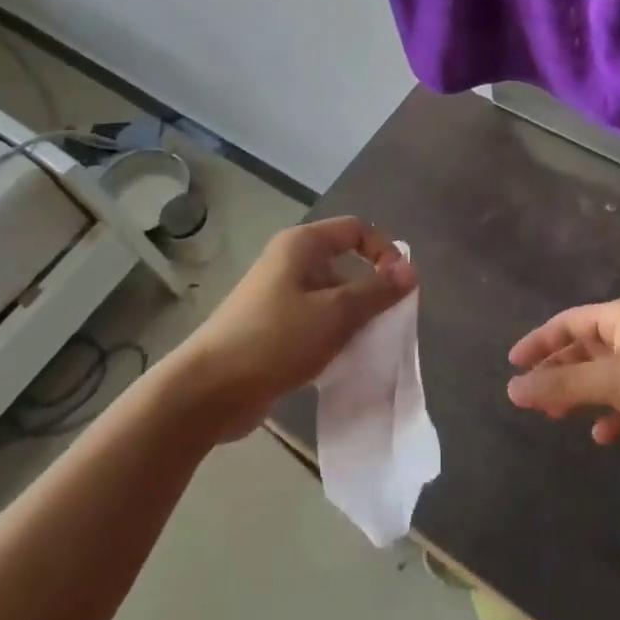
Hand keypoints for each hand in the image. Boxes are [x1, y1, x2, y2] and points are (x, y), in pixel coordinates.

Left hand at [166, 217, 415, 439]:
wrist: (209, 390)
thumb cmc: (276, 339)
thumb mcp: (336, 313)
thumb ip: (377, 291)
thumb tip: (411, 269)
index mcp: (302, 245)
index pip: (356, 229)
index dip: (384, 250)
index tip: (399, 286)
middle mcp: (289, 263)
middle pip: (345, 264)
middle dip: (371, 291)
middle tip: (387, 322)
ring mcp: (278, 296)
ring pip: (331, 298)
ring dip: (353, 319)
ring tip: (366, 347)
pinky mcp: (272, 329)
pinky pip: (314, 323)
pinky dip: (332, 337)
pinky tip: (341, 363)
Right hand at [506, 299, 619, 461]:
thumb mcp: (611, 380)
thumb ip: (562, 385)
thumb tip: (512, 389)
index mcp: (619, 318)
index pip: (568, 322)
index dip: (539, 341)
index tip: (513, 364)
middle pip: (584, 349)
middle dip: (558, 372)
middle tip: (532, 397)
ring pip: (602, 377)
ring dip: (580, 395)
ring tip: (556, 417)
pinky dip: (611, 415)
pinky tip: (603, 435)